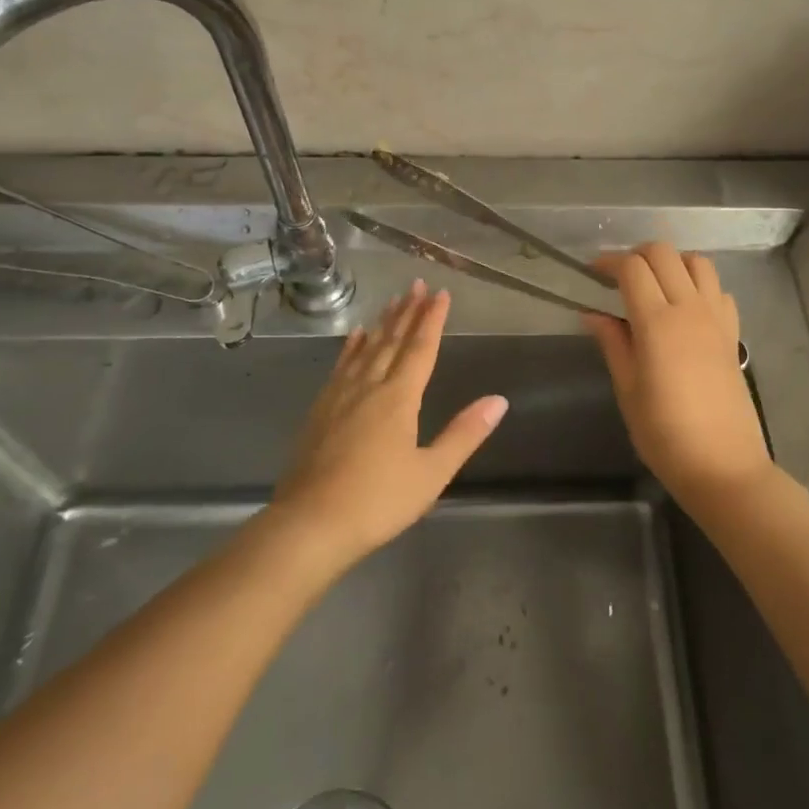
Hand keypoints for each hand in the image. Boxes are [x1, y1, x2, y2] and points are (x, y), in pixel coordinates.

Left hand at [272, 280, 507, 570]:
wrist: (310, 524)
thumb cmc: (378, 501)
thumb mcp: (431, 474)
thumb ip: (464, 434)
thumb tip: (498, 400)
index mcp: (399, 398)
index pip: (420, 349)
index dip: (432, 319)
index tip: (440, 293)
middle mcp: (369, 387)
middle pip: (392, 341)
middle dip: (408, 311)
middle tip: (416, 284)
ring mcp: (341, 396)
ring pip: (366, 349)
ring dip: (382, 323)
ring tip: (393, 300)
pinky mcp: (320, 410)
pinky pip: (341, 366)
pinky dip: (351, 347)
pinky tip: (355, 337)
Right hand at [583, 243, 772, 511]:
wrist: (724, 467)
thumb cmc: (665, 434)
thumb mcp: (628, 390)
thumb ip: (612, 343)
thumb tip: (592, 313)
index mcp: (657, 323)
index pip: (632, 268)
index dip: (608, 262)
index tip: (592, 273)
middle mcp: (689, 309)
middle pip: (664, 253)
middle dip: (637, 254)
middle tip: (619, 277)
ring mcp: (716, 318)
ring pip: (697, 262)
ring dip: (672, 262)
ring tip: (655, 284)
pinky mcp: (733, 333)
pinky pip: (717, 289)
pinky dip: (699, 284)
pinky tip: (685, 307)